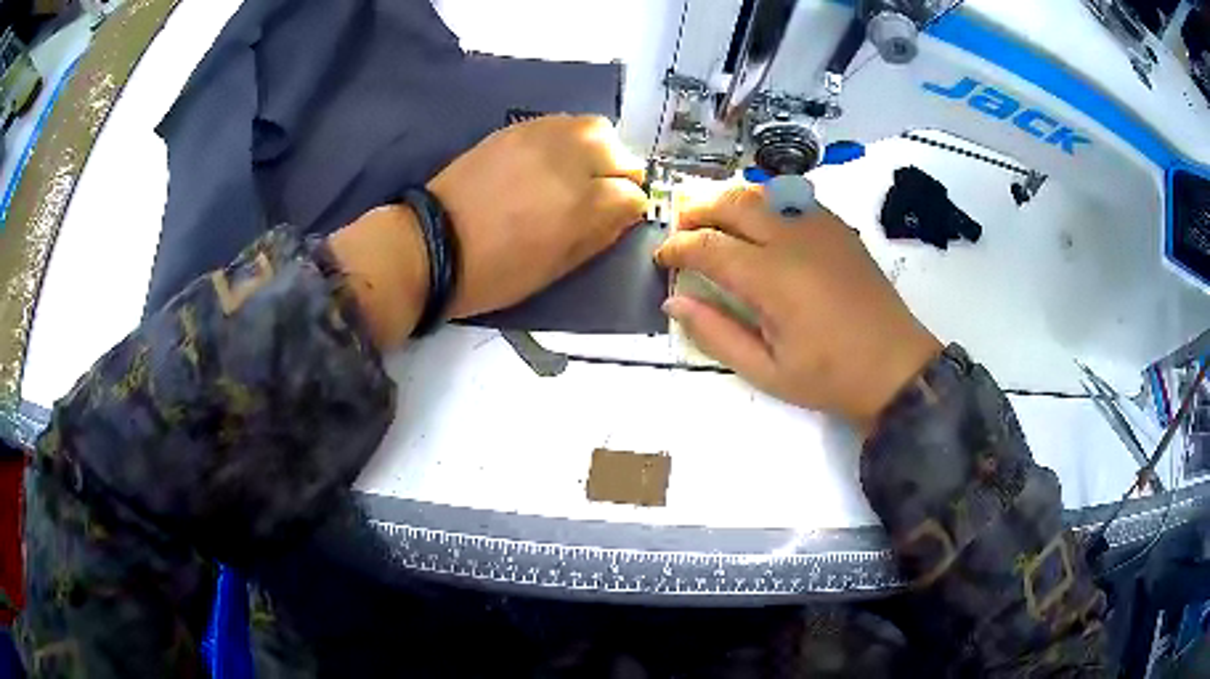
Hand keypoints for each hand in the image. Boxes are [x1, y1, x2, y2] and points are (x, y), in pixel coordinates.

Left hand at [429, 115, 647, 318]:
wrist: (432, 244)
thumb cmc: (494, 272)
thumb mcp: (555, 270)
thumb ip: (597, 237)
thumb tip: (623, 215)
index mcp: (582, 207)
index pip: (632, 195)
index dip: (628, 210)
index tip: (617, 218)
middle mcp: (569, 163)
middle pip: (620, 153)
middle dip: (620, 174)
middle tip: (604, 191)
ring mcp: (541, 140)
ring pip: (595, 128)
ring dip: (599, 149)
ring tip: (583, 168)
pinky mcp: (516, 129)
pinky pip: (561, 121)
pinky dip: (569, 137)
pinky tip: (556, 156)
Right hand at [655, 186, 941, 434]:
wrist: (896, 366)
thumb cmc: (830, 377)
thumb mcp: (766, 371)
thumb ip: (716, 334)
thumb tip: (673, 302)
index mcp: (771, 278)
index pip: (708, 245)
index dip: (677, 248)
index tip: (662, 259)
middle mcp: (792, 239)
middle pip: (731, 203)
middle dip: (696, 211)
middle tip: (681, 231)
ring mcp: (819, 226)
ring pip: (761, 191)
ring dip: (728, 199)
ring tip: (713, 220)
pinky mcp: (837, 227)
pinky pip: (790, 197)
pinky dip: (763, 200)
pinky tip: (759, 221)